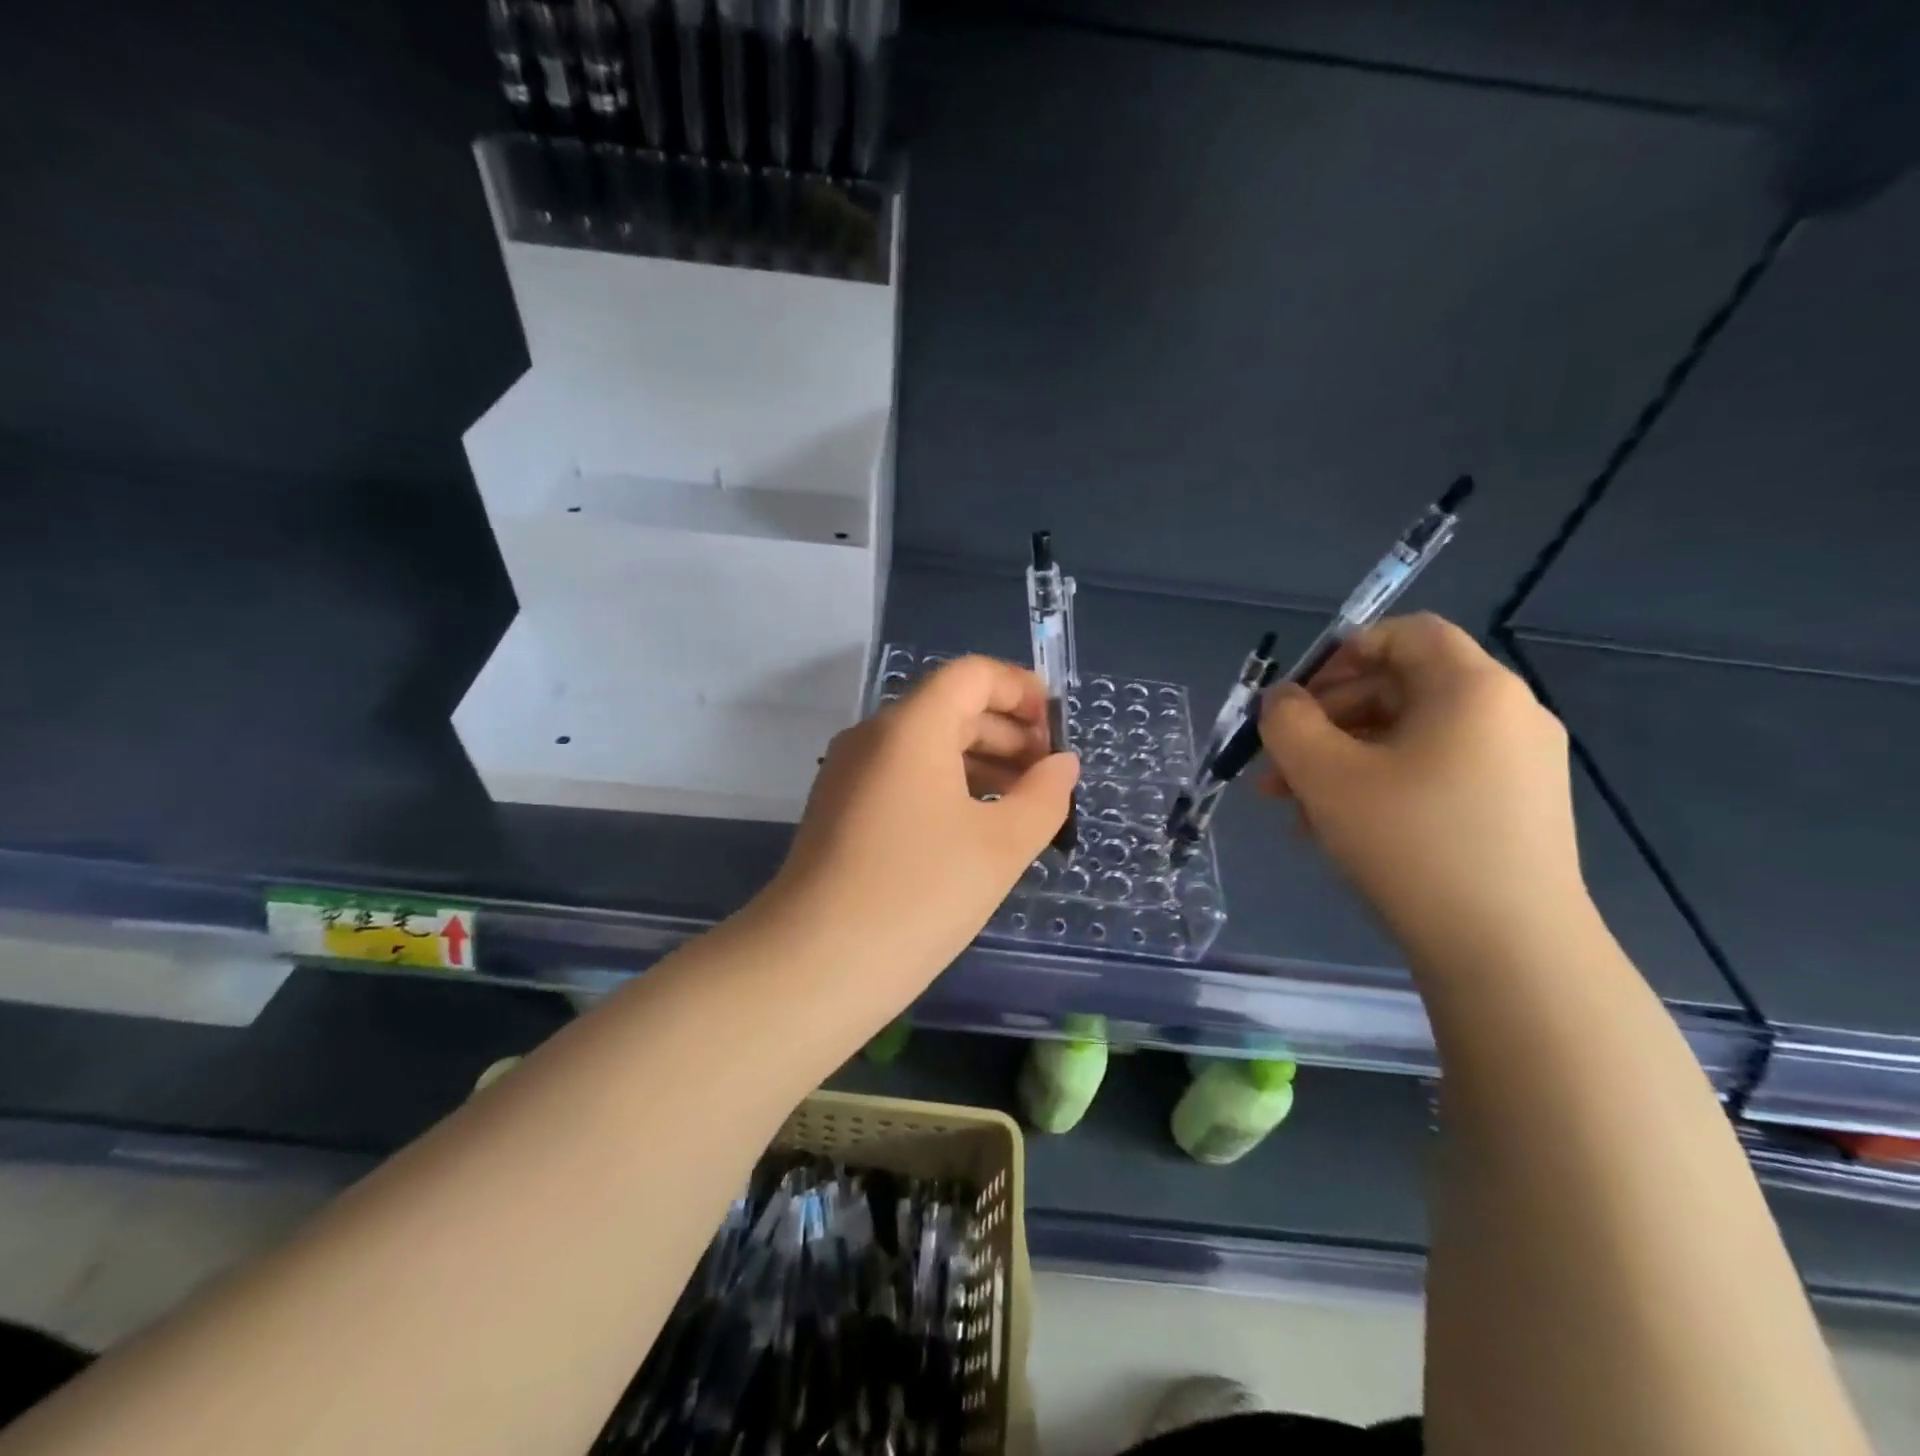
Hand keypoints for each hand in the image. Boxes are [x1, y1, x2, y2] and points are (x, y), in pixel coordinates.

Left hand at [762, 656, 1078, 1006]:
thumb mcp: (1001, 846)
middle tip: (1048, 778)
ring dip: (978, 762)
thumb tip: (1062, 764)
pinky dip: (945, 786)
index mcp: (912, 726)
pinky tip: (973, 829)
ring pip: (925, 745)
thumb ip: (1044, 796)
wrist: (814, 964)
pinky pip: (902, 777)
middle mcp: (874, 735)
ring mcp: (849, 773)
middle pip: (950, 708)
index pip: (972, 675)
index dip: (1020, 690)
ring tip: (1021, 806)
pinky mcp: (839, 809)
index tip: (1056, 731)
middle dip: (1007, 733)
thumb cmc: (920, 893)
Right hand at [1258, 614, 1586, 961]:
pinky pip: (1435, 775)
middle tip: (1277, 765)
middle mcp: (1507, 715)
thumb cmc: (1411, 842)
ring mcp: (1518, 766)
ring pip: (1410, 739)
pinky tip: (1338, 830)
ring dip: (1343, 760)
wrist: (1510, 953)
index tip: (1296, 699)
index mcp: (1473, 688)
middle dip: (1326, 721)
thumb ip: (1288, 722)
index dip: (1342, 653)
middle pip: (1401, 689)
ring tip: (1294, 806)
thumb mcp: (1324, 774)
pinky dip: (1381, 786)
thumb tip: (1282, 701)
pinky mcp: (1516, 811)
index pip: (1406, 634)